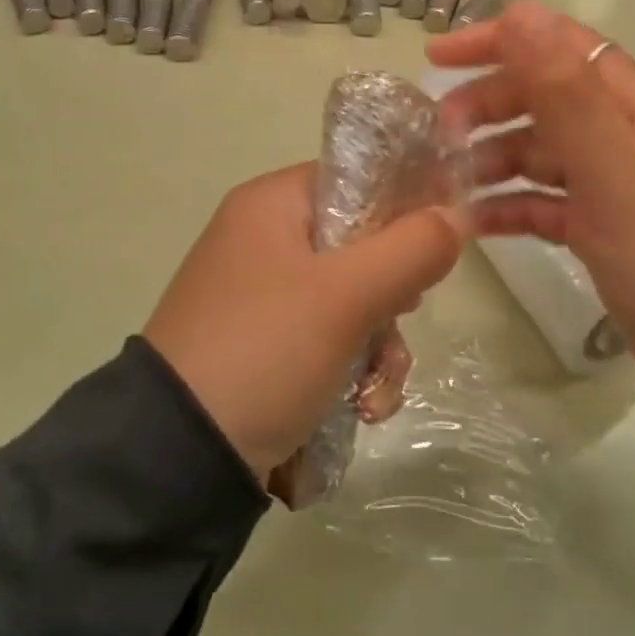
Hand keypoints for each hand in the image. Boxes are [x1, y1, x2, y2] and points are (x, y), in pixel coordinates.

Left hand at [142, 164, 465, 482]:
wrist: (177, 456)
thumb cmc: (265, 350)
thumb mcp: (346, 297)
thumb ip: (411, 248)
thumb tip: (457, 214)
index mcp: (272, 204)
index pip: (357, 179)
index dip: (405, 205)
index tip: (436, 246)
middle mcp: (264, 239)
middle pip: (360, 244)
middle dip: (392, 293)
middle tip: (401, 315)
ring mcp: (262, 294)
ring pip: (351, 299)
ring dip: (379, 345)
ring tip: (375, 390)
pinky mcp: (265, 344)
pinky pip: (327, 338)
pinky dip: (352, 370)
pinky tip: (362, 409)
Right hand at [429, 2, 634, 449]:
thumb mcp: (621, 177)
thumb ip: (568, 95)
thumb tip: (523, 14)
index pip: (562, 47)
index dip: (500, 41)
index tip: (437, 58)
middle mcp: (631, 139)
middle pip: (546, 98)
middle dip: (489, 105)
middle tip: (438, 134)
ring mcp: (620, 190)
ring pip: (543, 152)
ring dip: (493, 158)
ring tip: (447, 183)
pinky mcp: (609, 235)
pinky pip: (549, 205)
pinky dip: (512, 207)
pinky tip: (475, 224)